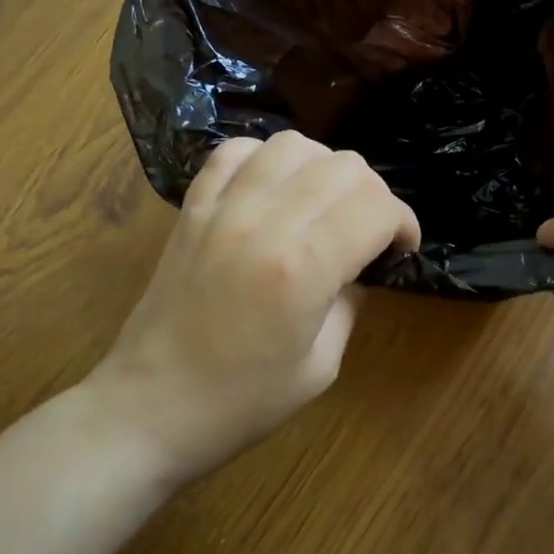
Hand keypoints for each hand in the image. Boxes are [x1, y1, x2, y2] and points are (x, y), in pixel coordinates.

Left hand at [94, 131, 419, 481]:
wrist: (150, 407)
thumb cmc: (242, 402)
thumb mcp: (321, 365)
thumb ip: (350, 301)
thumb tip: (361, 264)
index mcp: (303, 268)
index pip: (376, 208)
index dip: (403, 223)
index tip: (402, 248)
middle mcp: (264, 222)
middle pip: (344, 167)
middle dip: (373, 195)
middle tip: (369, 232)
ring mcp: (222, 208)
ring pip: (293, 146)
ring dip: (324, 169)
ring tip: (323, 205)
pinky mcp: (192, 208)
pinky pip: (235, 152)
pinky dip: (266, 159)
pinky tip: (273, 190)